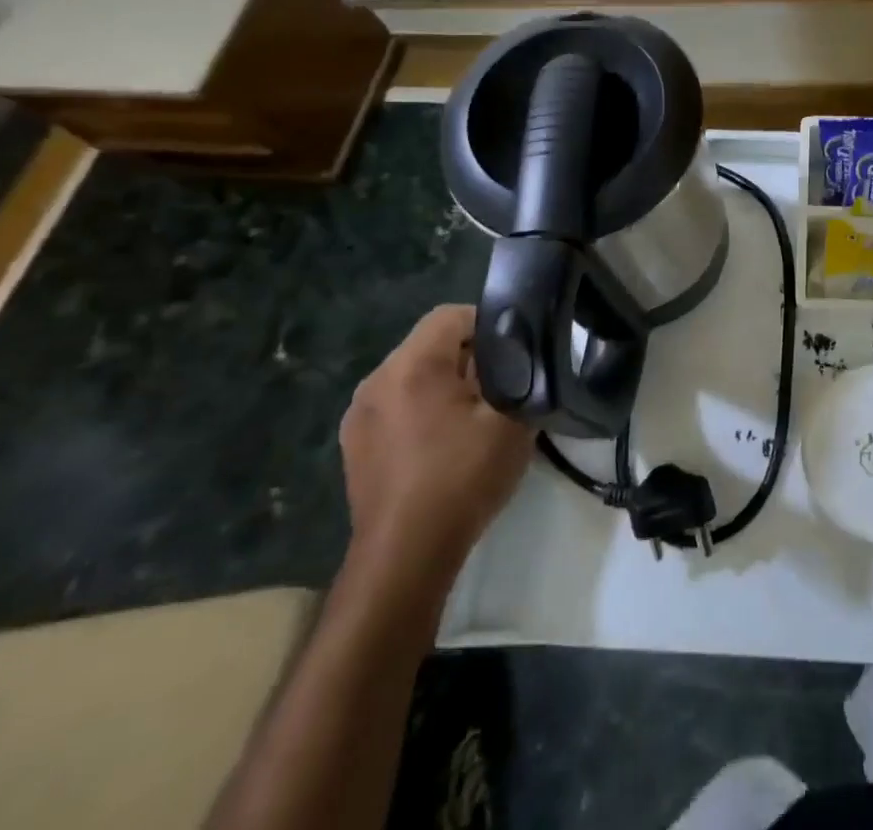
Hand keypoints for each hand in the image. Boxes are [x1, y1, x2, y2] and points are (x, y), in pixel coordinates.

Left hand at [339, 305, 533, 593]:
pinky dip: (422, 411)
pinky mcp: (354, 446)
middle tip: (502, 387)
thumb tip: (518, 356)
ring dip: (445, 385)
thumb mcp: (510, 420)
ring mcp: (359, 415)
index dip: (487, 324)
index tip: (514, 353)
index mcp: (411, 365)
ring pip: (413, 376)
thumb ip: (518, 375)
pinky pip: (396, 406)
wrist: (405, 558)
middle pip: (430, 344)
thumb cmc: (462, 479)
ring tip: (475, 418)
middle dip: (469, 357)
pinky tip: (444, 445)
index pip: (451, 315)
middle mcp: (376, 380)